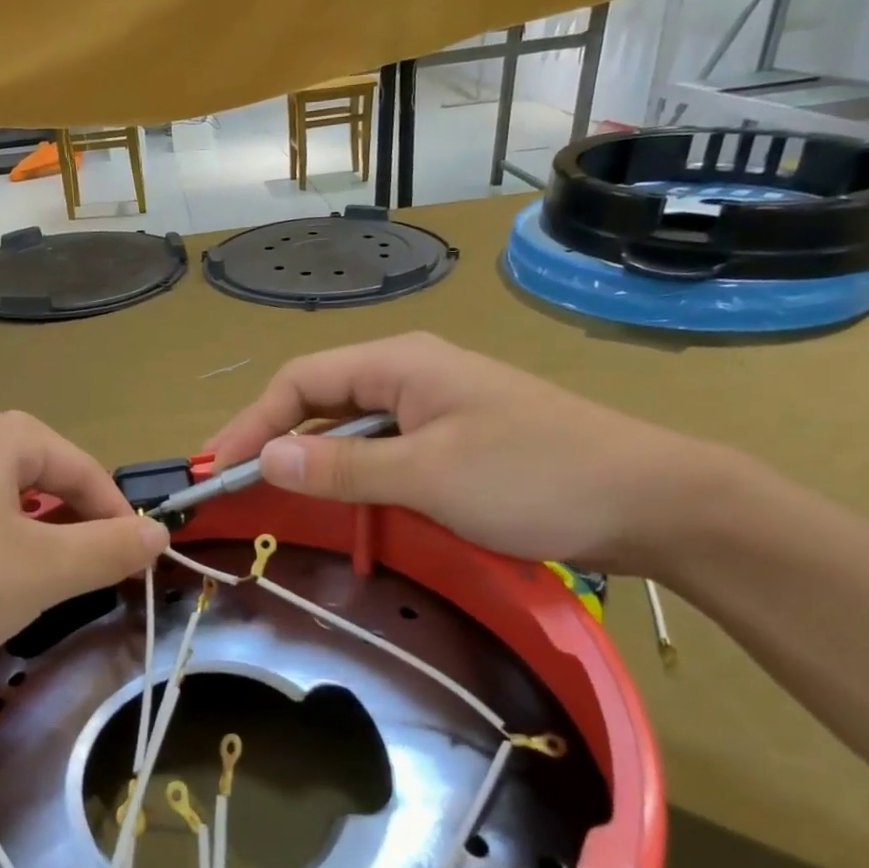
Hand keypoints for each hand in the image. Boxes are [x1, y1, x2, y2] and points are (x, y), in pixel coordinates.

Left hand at [0, 405, 167, 715]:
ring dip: (28, 544)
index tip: (137, 563)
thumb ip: (111, 548)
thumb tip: (160, 532)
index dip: (117, 515)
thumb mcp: (43, 572)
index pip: (81, 468)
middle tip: (82, 579)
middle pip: (39, 480)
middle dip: (70, 528)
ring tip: (29, 592)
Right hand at [208, 332, 715, 572]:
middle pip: (319, 399)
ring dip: (313, 460)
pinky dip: (353, 474)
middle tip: (236, 487)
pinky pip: (384, 450)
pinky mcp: (455, 439)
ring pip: (351, 428)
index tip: (218, 470)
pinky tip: (344, 503)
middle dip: (274, 439)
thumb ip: (342, 466)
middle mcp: (410, 374)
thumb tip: (266, 457)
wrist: (650, 500)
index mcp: (399, 364)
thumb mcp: (428, 474)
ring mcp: (435, 407)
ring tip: (276, 498)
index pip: (299, 381)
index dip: (252, 423)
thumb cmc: (534, 477)